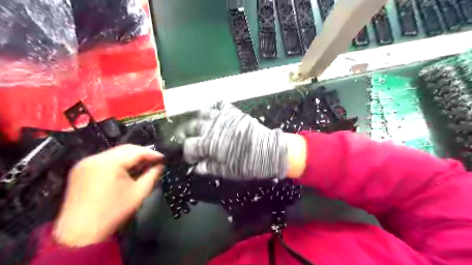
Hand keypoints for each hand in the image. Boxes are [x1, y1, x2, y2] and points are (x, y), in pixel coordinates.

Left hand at [52, 145, 162, 246]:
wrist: (80, 234)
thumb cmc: (114, 212)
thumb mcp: (139, 192)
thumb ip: (152, 174)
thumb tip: (160, 165)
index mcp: (108, 163)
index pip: (136, 151)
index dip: (152, 153)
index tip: (164, 158)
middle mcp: (94, 158)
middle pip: (124, 149)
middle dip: (142, 154)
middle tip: (155, 161)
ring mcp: (85, 163)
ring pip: (115, 153)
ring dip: (130, 158)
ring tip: (143, 165)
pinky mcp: (80, 169)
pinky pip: (105, 160)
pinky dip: (118, 162)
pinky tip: (127, 170)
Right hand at [182, 102, 289, 179]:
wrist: (270, 151)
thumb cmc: (248, 164)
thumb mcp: (228, 171)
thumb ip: (209, 167)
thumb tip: (196, 168)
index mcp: (210, 144)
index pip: (189, 146)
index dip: (188, 153)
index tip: (193, 158)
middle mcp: (213, 128)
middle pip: (192, 127)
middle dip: (189, 135)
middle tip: (194, 141)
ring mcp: (223, 117)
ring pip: (202, 113)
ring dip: (198, 120)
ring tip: (201, 127)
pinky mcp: (233, 112)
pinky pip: (219, 105)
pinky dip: (213, 108)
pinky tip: (213, 114)